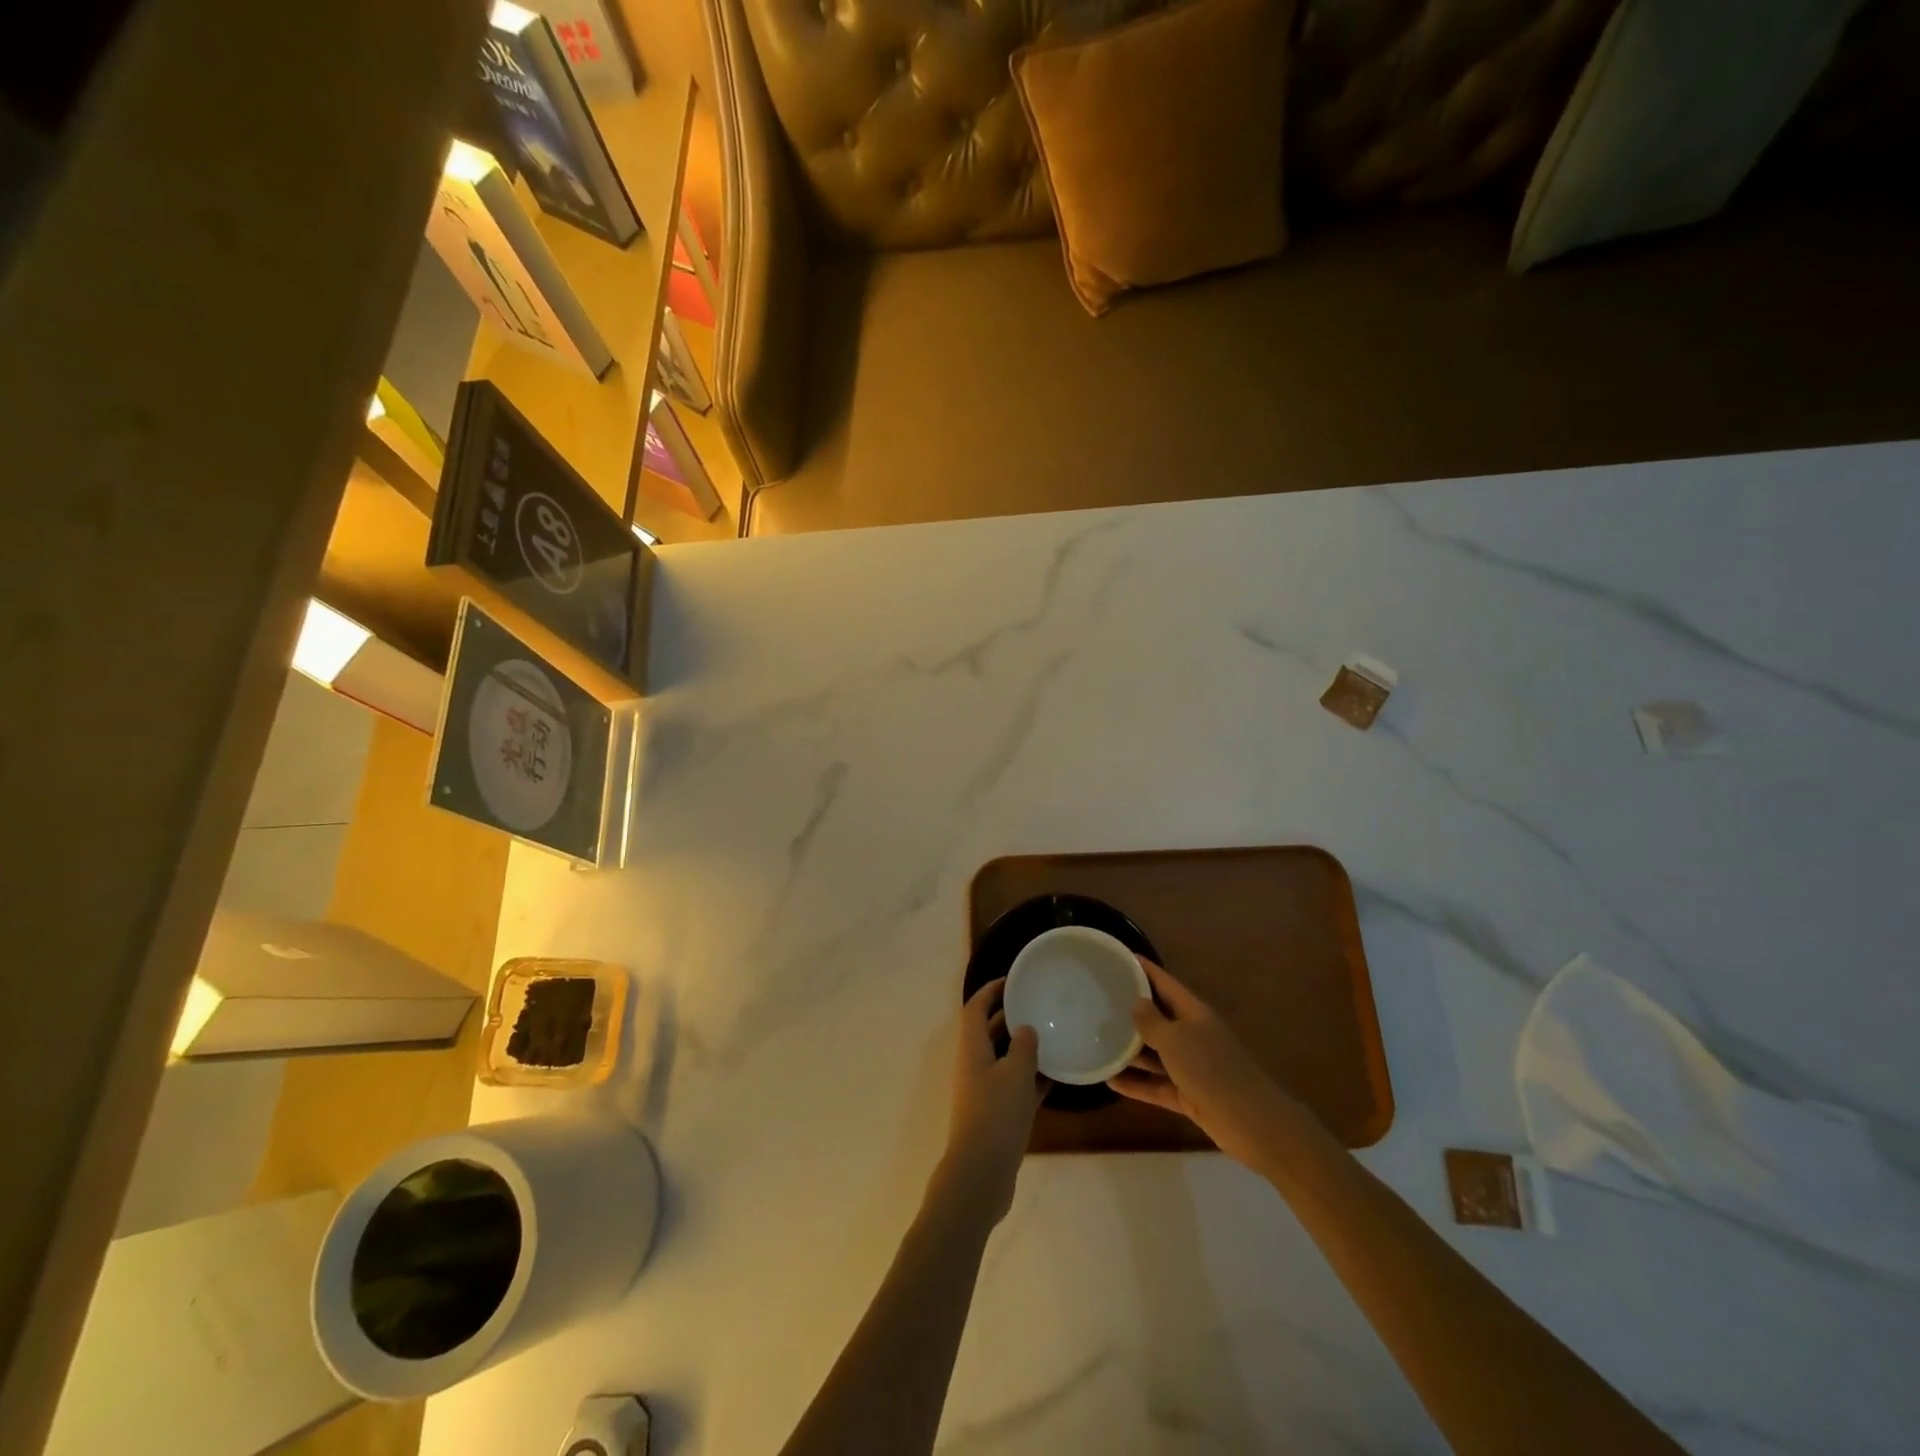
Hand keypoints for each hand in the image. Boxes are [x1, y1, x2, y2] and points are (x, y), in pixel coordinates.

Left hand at [938, 977, 1047, 1223]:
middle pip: (989, 1031)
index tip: (1013, 979)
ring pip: (1005, 1058)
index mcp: (971, 1048)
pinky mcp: (998, 1114)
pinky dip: (1033, 1076)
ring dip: (1024, 1046)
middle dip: (1010, 1015)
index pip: (976, 1008)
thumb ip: (1023, 1045)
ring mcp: (985, 1091)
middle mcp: (975, 1065)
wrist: (981, 1174)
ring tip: (1054, 1033)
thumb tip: (1025, 1028)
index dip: (991, 990)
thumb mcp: (1014, 1073)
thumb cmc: (995, 1114)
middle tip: (1039, 1003)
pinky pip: (1016, 1085)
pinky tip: (1059, 1073)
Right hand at [1108, 957, 1324, 1175]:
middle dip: (1133, 1010)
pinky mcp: (1188, 1095)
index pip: (1166, 984)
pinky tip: (1111, 1080)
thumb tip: (1136, 1002)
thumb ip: (1152, 1022)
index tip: (1122, 957)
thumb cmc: (1211, 1070)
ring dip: (1131, 1050)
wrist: (1251, 1123)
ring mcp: (1192, 1067)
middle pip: (1160, 1017)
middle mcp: (1193, 1035)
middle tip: (1101, 1001)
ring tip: (1099, 1040)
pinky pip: (1157, 1084)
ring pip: (1156, 1053)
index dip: (1145, 970)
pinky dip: (1137, 1083)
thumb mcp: (1176, 1040)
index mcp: (1194, 1014)